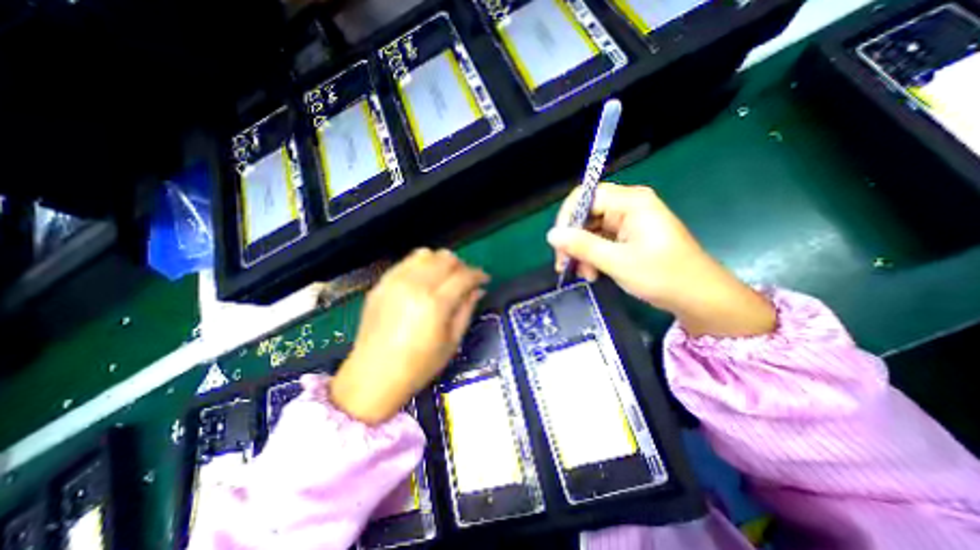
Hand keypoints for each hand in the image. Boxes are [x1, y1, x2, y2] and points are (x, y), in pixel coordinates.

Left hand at [330, 249, 486, 425]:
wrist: (373, 375)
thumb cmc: (419, 365)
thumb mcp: (452, 341)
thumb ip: (466, 309)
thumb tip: (477, 289)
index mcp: (435, 303)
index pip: (464, 275)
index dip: (478, 274)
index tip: (485, 279)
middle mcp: (415, 285)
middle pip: (446, 258)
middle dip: (461, 266)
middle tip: (466, 280)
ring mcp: (394, 281)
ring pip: (426, 254)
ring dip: (441, 262)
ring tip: (445, 278)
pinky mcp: (381, 283)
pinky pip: (406, 262)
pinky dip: (421, 265)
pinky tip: (424, 281)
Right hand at [547, 183, 776, 337]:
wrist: (699, 298)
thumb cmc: (663, 276)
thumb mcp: (617, 262)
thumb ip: (582, 246)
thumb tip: (551, 235)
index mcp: (631, 202)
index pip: (586, 196)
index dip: (568, 217)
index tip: (558, 244)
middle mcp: (629, 206)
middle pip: (587, 214)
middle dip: (573, 239)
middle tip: (565, 265)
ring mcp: (629, 222)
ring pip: (591, 230)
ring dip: (582, 252)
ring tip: (584, 275)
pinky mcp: (629, 237)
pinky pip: (601, 241)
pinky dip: (593, 256)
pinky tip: (593, 274)